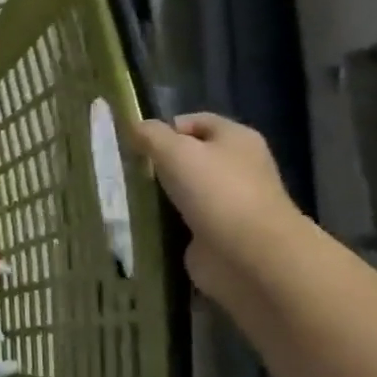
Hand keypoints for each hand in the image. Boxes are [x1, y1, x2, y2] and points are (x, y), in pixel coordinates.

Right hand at [132, 113, 308, 295]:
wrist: (248, 254)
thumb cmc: (216, 191)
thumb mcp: (176, 152)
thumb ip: (151, 136)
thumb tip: (135, 126)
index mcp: (236, 138)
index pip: (196, 122)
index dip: (165, 128)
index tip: (135, 144)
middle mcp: (237, 166)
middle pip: (191, 156)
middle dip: (159, 163)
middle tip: (128, 171)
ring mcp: (229, 201)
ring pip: (185, 189)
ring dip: (160, 194)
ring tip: (128, 197)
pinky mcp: (217, 231)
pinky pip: (184, 218)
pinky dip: (165, 220)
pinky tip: (143, 223)